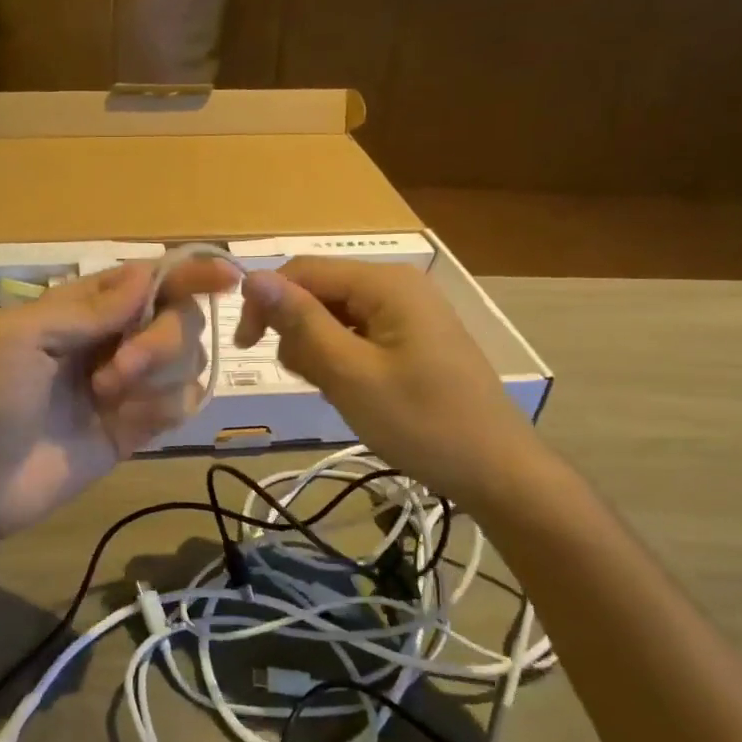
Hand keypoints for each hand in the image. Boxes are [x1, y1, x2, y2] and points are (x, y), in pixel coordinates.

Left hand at [0, 258, 239, 537]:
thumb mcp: (22, 338)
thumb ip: (87, 309)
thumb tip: (147, 275)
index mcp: (84, 308)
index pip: (150, 278)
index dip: (190, 273)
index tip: (227, 277)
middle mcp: (114, 339)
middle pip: (180, 318)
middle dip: (161, 341)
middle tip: (118, 371)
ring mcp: (130, 385)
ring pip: (188, 360)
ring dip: (158, 376)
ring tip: (105, 399)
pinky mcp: (139, 427)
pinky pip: (183, 403)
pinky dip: (168, 406)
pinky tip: (131, 422)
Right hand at [233, 258, 548, 508]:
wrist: (496, 470)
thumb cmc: (421, 423)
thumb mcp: (350, 375)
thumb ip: (301, 323)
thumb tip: (252, 277)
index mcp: (385, 284)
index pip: (302, 271)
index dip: (265, 301)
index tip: (245, 348)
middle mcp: (397, 285)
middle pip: (319, 290)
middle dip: (298, 330)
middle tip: (309, 380)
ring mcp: (408, 312)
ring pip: (335, 315)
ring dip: (319, 349)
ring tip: (337, 390)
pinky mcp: (413, 337)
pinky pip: (358, 334)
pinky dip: (342, 358)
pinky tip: (353, 390)